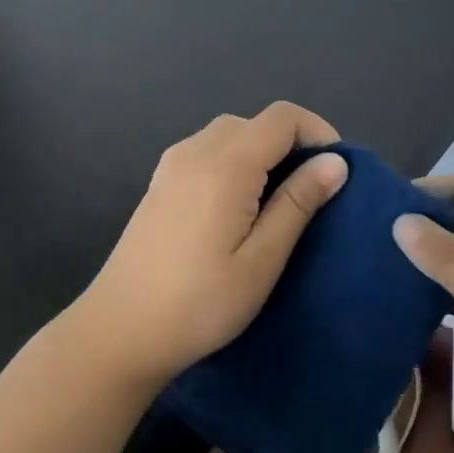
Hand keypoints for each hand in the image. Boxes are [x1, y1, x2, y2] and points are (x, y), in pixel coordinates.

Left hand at [78, 102, 347, 385]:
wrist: (118, 334)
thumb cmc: (199, 304)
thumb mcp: (261, 260)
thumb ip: (298, 203)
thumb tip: (335, 162)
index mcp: (225, 166)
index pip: (282, 118)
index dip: (318, 132)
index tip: (334, 172)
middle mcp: (195, 152)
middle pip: (256, 122)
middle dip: (292, 144)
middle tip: (310, 192)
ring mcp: (171, 166)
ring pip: (230, 134)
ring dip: (263, 152)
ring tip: (277, 201)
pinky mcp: (160, 184)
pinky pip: (207, 151)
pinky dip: (235, 161)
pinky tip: (237, 206)